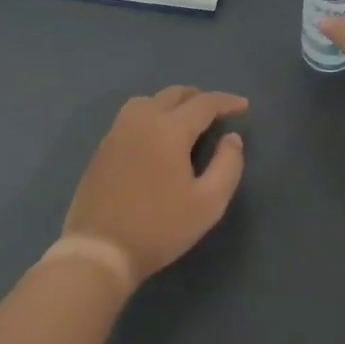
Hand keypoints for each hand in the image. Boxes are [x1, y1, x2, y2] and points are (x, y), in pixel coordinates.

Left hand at [62, 86, 247, 286]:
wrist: (100, 250)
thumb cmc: (160, 228)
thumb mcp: (208, 203)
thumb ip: (228, 165)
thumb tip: (232, 137)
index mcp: (169, 129)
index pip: (204, 103)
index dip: (226, 101)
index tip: (244, 106)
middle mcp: (142, 120)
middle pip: (174, 94)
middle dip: (199, 97)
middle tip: (217, 111)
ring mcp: (117, 131)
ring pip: (149, 100)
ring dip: (172, 102)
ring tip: (187, 118)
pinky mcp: (103, 146)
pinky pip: (132, 115)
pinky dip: (152, 113)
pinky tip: (157, 136)